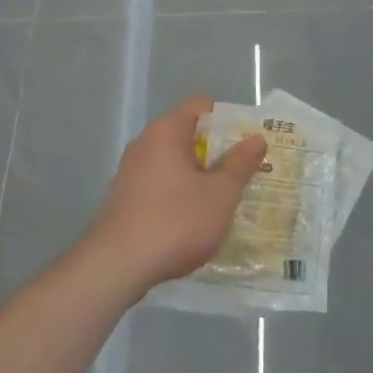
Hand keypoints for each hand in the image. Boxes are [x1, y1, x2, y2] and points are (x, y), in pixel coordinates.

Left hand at [82, 96, 265, 295]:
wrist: (116, 267)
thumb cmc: (175, 222)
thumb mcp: (220, 194)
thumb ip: (240, 164)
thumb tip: (256, 138)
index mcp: (167, 131)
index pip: (202, 106)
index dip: (229, 120)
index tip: (248, 143)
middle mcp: (145, 143)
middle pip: (189, 134)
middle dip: (219, 151)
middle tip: (246, 172)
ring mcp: (131, 172)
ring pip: (176, 163)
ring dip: (201, 175)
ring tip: (227, 199)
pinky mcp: (125, 199)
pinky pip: (161, 184)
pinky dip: (181, 194)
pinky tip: (196, 220)